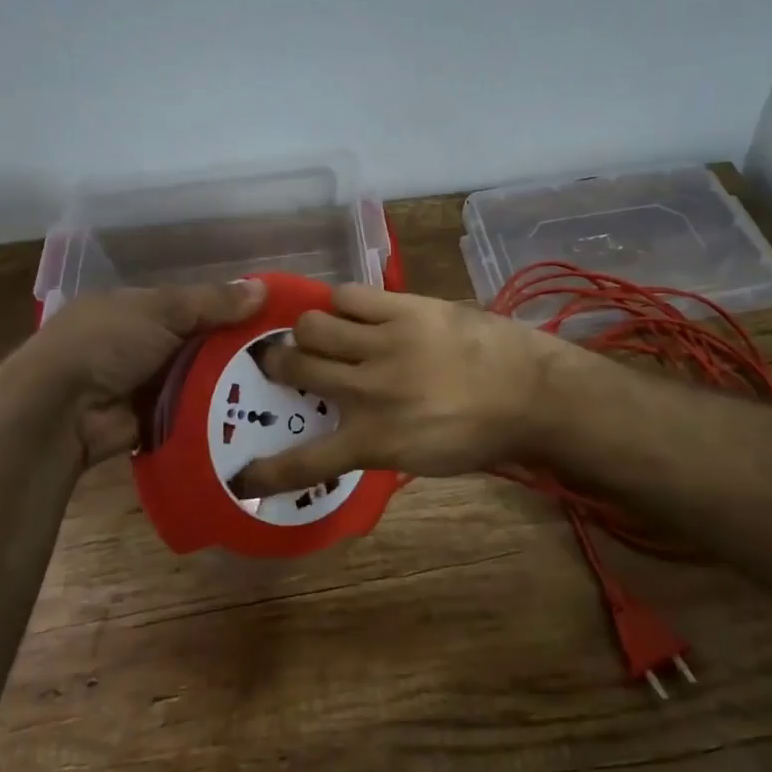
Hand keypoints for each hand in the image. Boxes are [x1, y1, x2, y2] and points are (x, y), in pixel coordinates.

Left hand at [0, 280, 264, 467]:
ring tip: (280, 387)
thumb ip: (211, 302)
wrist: (59, 411)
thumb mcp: (161, 310)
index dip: (231, 310)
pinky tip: (254, 414)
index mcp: (138, 308)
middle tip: (285, 357)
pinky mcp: (151, 420)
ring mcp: (144, 384)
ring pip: (199, 379)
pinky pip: (191, 412)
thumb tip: (263, 290)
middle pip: (201, 344)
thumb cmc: (106, 343)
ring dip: (229, 383)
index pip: (195, 305)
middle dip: (236, 350)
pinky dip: (214, 412)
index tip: (272, 319)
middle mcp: (141, 344)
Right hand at [229, 284, 575, 495]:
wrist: (531, 394)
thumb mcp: (420, 458)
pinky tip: (354, 311)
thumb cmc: (479, 436)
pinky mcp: (405, 308)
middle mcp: (368, 390)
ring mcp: (384, 344)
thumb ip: (373, 442)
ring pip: (313, 324)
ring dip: (308, 330)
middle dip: (276, 365)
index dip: (265, 472)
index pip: (306, 461)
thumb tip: (341, 426)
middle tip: (281, 361)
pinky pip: (350, 295)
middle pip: (295, 367)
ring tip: (320, 332)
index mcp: (374, 440)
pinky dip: (343, 304)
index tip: (241, 476)